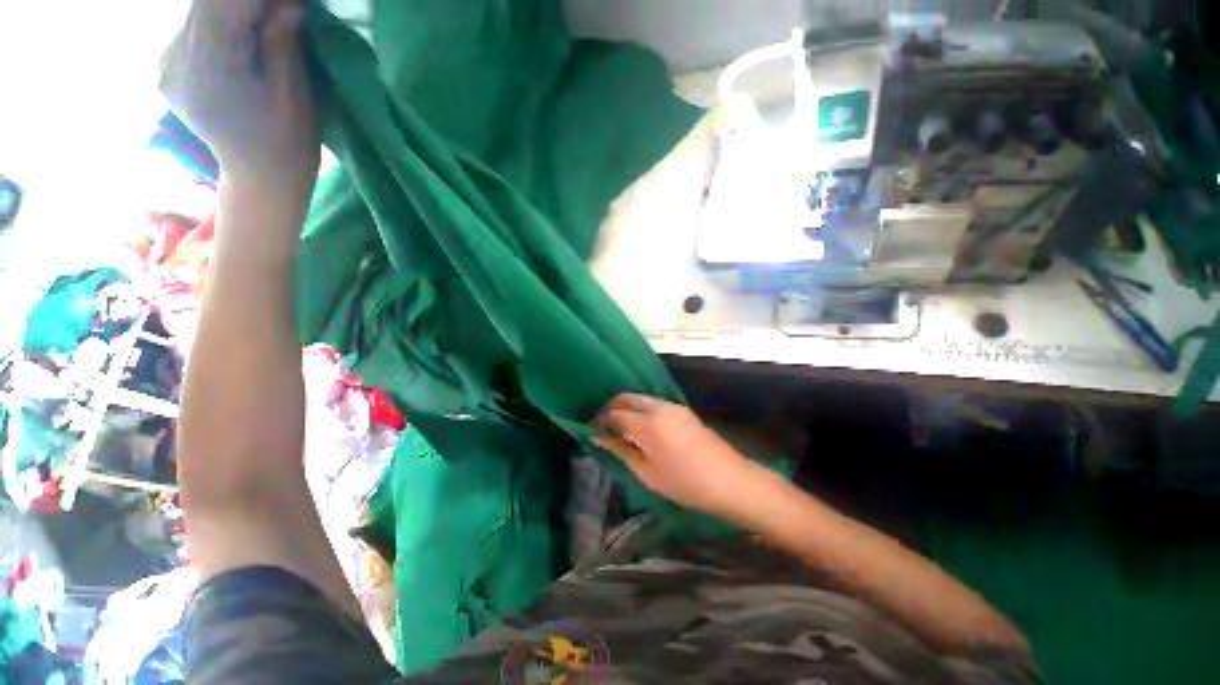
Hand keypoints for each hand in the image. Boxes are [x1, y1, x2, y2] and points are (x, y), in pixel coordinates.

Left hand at [159, 0, 318, 194]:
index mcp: (210, 68)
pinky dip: (217, 26)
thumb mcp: (293, 94)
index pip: (225, 4)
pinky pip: (192, 30)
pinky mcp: (166, 68)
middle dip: (246, 4)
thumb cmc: (287, 143)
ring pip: (198, 14)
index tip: (288, 6)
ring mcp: (167, 65)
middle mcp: (177, 60)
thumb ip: (281, 41)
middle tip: (280, 14)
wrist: (261, 177)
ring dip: (231, 12)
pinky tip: (238, 43)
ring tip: (261, 30)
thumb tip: (286, 2)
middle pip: (207, 4)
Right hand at [593, 393, 767, 519]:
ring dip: (627, 407)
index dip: (599, 419)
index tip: (590, 429)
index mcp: (648, 425)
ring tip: (620, 428)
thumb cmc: (686, 484)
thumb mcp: (648, 473)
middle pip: (627, 398)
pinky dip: (641, 409)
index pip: (615, 413)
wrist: (731, 481)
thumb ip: (621, 451)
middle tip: (602, 426)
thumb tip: (598, 437)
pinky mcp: (683, 410)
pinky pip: (654, 403)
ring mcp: (673, 406)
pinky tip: (641, 427)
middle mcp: (659, 408)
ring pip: (641, 399)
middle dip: (611, 407)